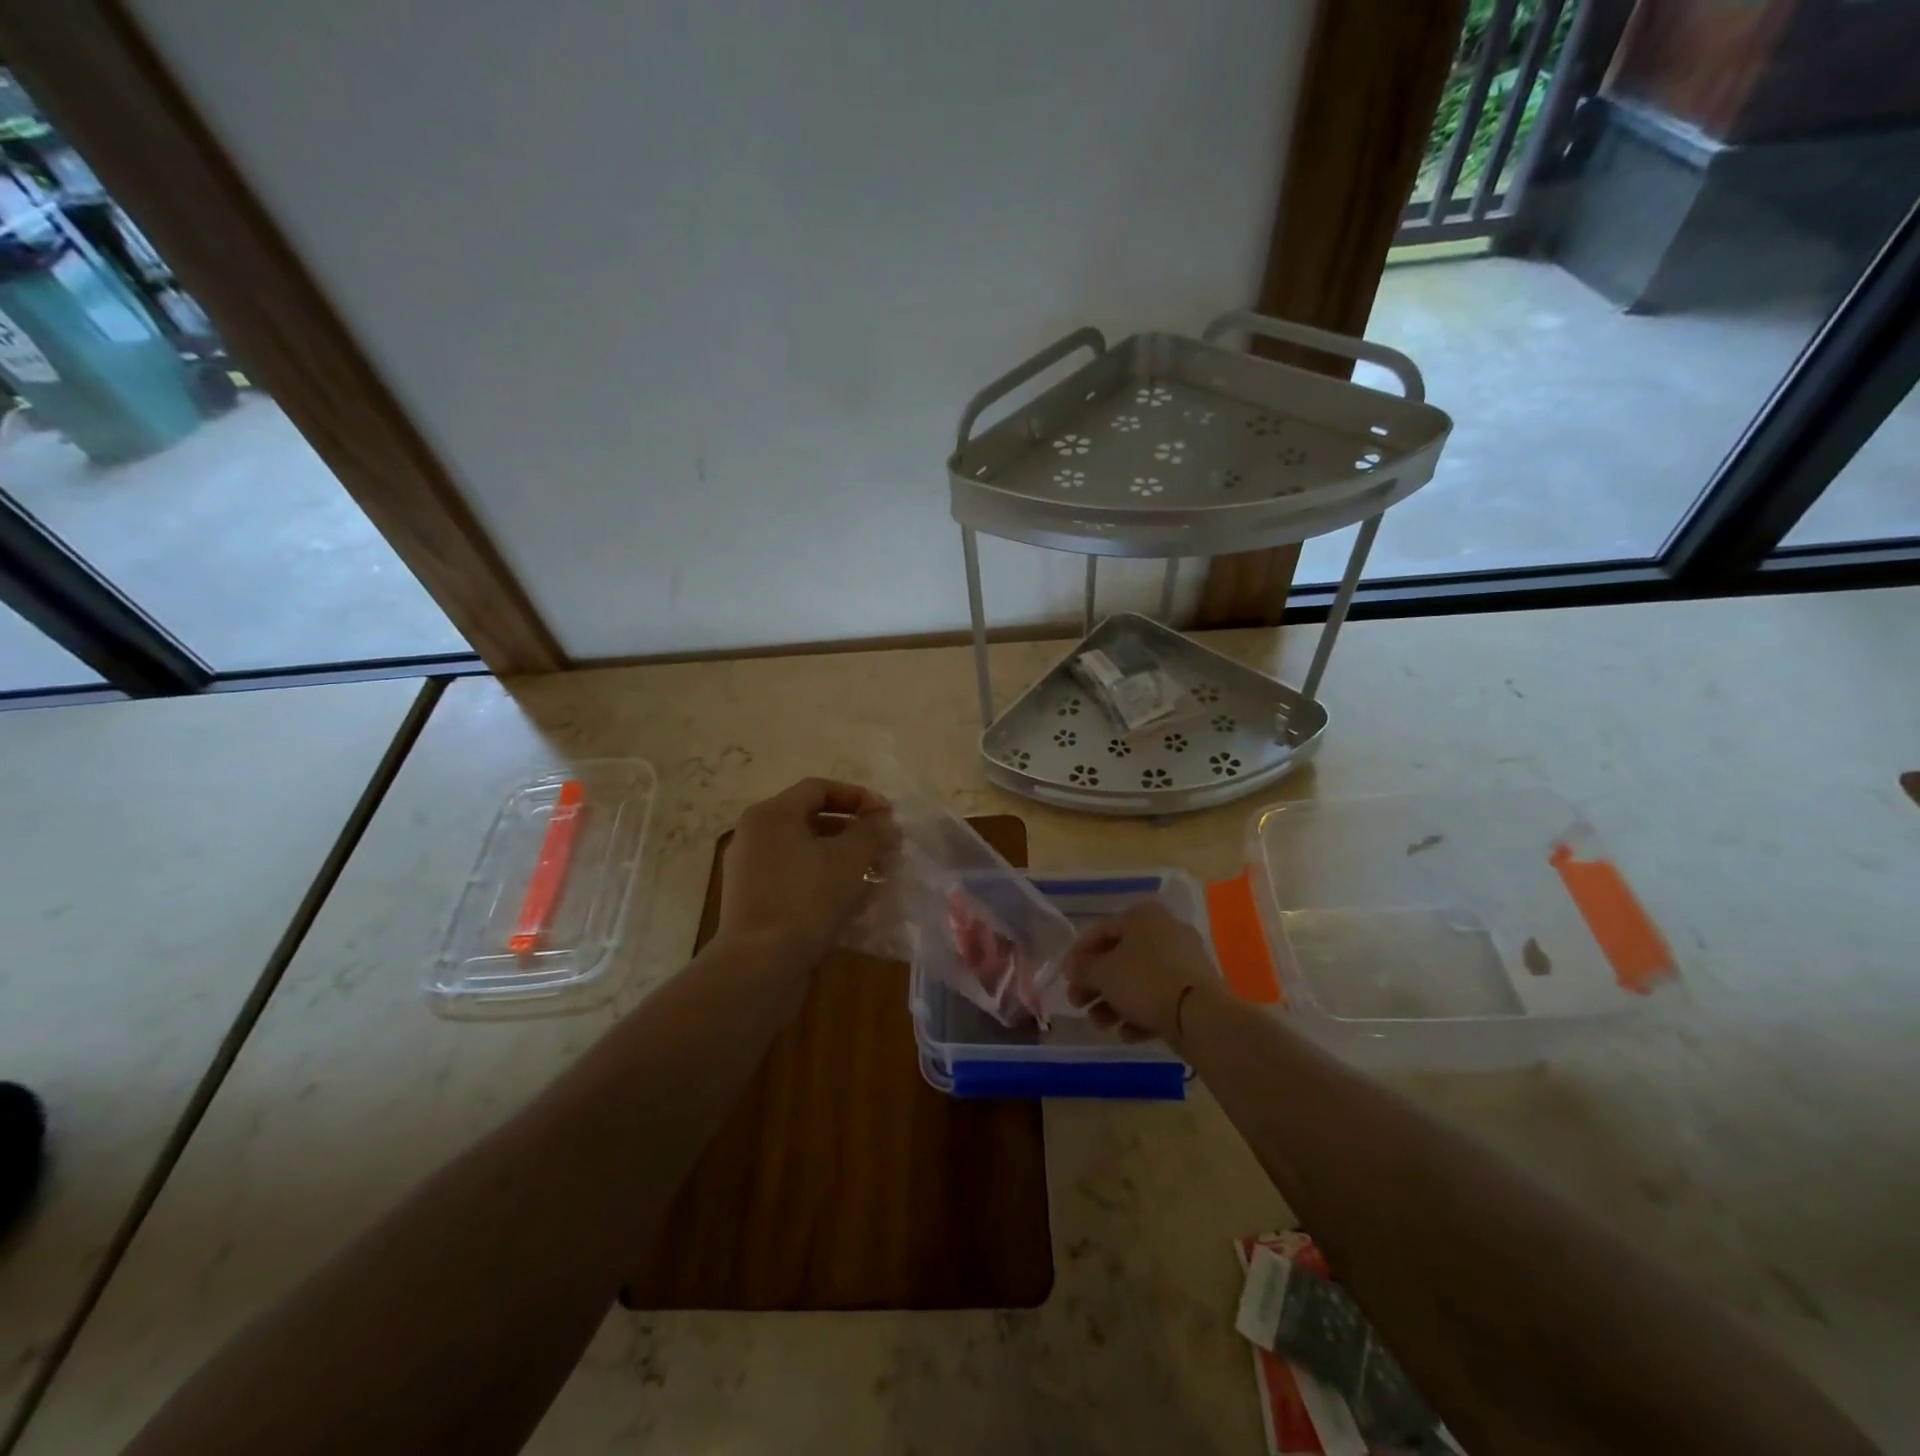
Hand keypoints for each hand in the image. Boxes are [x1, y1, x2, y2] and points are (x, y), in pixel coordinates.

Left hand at [717, 778, 896, 965]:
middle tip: (884, 846)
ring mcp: (749, 872)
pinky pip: (794, 880)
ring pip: (804, 853)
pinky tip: (851, 903)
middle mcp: (754, 836)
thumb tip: (884, 819)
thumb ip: (872, 831)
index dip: (857, 797)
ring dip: (841, 859)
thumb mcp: (850, 858)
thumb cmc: (807, 899)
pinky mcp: (753, 904)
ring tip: (874, 875)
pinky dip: (823, 883)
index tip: (886, 816)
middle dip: (853, 831)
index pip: (819, 789)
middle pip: (811, 820)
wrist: (759, 965)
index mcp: (771, 815)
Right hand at [1064, 902, 1220, 1043]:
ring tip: (1099, 1024)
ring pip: (1139, 981)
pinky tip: (1127, 1034)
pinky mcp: (1195, 990)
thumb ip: (1083, 968)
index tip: (1065, 977)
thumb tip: (1071, 967)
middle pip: (1120, 957)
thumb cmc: (1144, 981)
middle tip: (1077, 1003)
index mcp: (1143, 917)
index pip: (1101, 930)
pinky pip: (1160, 998)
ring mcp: (1184, 962)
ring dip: (1114, 1003)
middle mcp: (1165, 932)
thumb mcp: (1103, 973)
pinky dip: (1140, 1014)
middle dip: (1095, 984)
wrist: (1200, 1015)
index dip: (1078, 954)